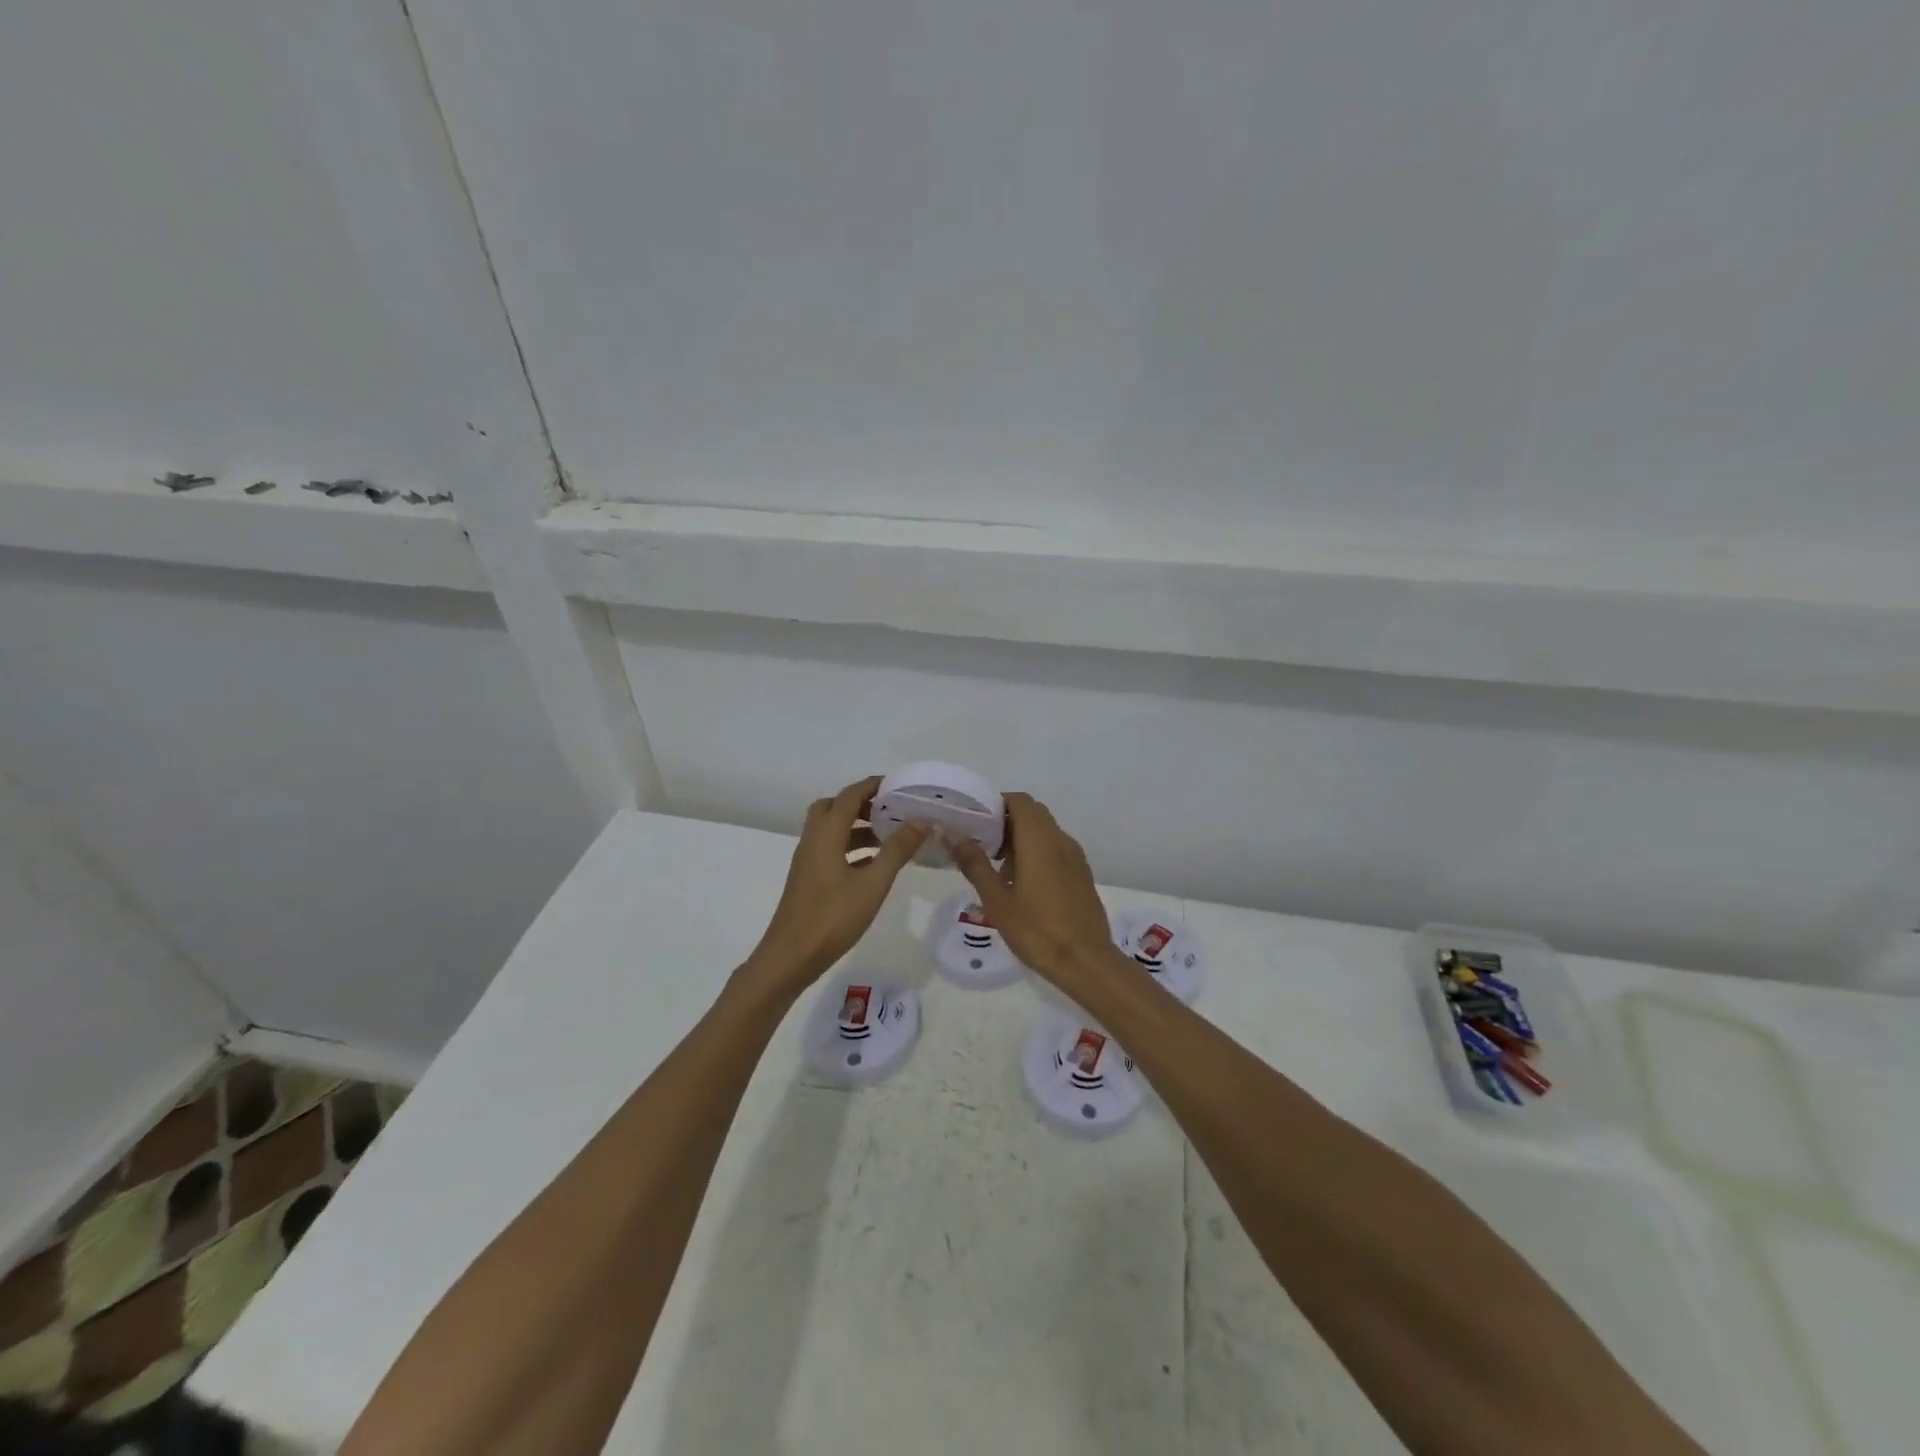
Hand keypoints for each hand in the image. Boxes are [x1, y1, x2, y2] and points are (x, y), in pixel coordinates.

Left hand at [744, 776, 929, 995]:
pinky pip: (831, 849)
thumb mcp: (873, 883)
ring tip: (891, 835)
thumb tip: (921, 820)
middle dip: (862, 803)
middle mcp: (813, 840)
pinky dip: (852, 847)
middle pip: (834, 807)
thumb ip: (897, 850)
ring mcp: (808, 860)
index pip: (850, 796)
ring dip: (858, 826)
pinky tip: (874, 864)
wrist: (790, 957)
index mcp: (826, 834)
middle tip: (891, 809)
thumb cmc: (832, 917)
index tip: (899, 785)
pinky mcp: (809, 879)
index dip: (873, 785)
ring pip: (832, 830)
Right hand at [946, 793, 1115, 987]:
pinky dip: (1037, 853)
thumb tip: (951, 834)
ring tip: (998, 870)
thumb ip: (974, 863)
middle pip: (1033, 814)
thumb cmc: (1037, 930)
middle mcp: (1060, 840)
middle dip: (1006, 822)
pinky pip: (1056, 849)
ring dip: (1021, 839)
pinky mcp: (1081, 874)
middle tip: (982, 846)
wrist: (1086, 962)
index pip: (1020, 801)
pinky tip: (1022, 885)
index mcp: (1040, 840)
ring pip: (1045, 832)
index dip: (997, 804)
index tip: (975, 822)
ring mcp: (1075, 857)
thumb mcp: (997, 900)